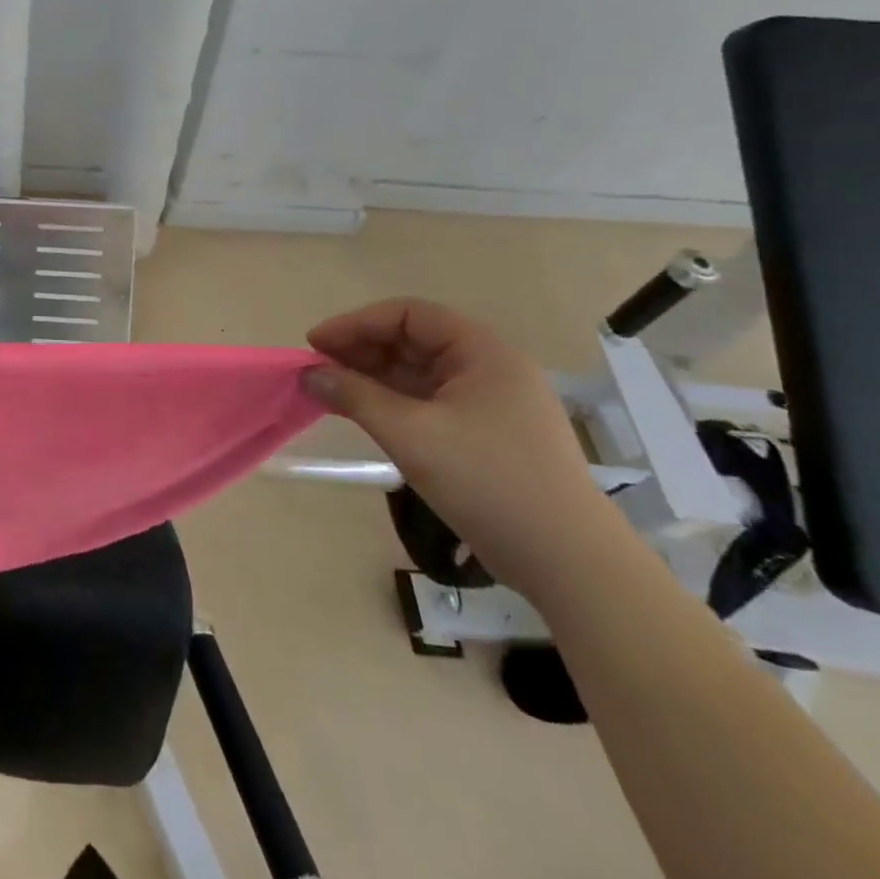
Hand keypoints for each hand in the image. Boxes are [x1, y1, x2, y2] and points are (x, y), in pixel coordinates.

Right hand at [304, 298, 625, 595]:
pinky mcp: (487, 435)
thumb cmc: (489, 482)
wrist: (569, 564)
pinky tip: (364, 414)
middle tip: (318, 369)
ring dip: (373, 378)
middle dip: (362, 350)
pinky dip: (393, 403)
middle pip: (413, 341)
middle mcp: (489, 368)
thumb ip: (355, 396)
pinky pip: (430, 402)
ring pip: (419, 373)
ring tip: (331, 391)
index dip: (357, 323)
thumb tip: (309, 374)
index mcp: (482, 352)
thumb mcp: (412, 434)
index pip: (409, 315)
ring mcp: (491, 403)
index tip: (316, 344)